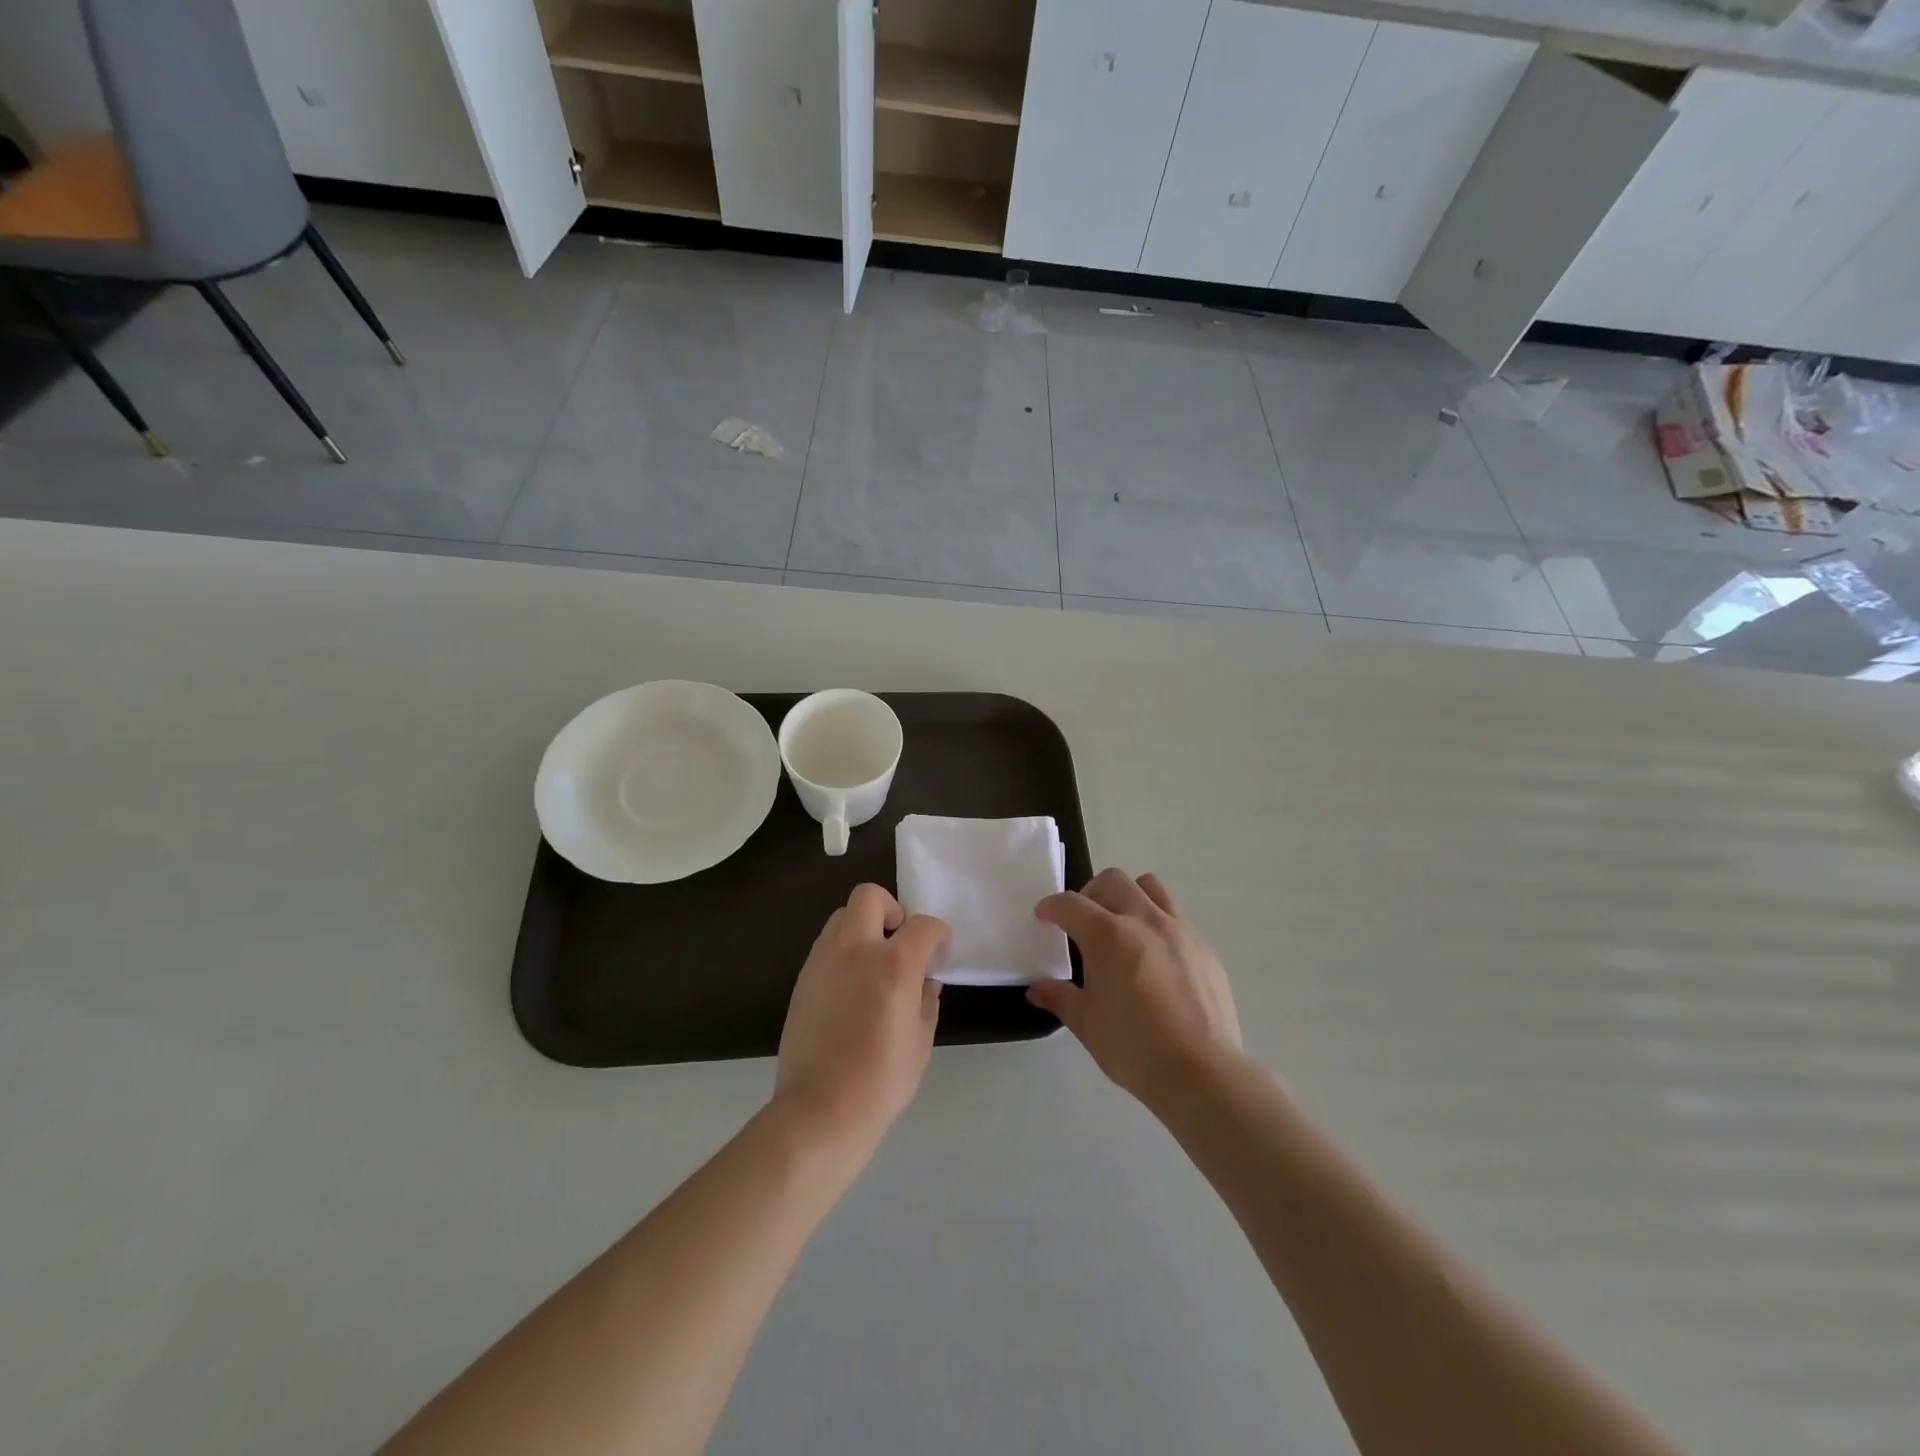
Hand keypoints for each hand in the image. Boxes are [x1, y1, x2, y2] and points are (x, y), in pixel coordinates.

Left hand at [774, 884, 948, 1151]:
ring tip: (873, 965)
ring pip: (842, 917)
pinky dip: (844, 952)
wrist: (820, 1109)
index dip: (938, 934)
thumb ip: (926, 999)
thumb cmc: (881, 1080)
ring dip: (863, 928)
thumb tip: (925, 980)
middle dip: (891, 910)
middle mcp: (855, 949)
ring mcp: (823, 960)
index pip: (923, 925)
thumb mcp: (921, 1040)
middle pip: (869, 896)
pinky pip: (826, 946)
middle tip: (899, 942)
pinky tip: (851, 988)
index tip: (940, 952)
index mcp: (894, 963)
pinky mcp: (802, 978)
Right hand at [1028, 869, 1241, 1110]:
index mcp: (1108, 935)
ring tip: (1122, 926)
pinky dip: (1157, 923)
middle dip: (1090, 893)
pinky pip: (1176, 917)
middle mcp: (1144, 920)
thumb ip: (1060, 998)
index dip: (1051, 907)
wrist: (1202, 1073)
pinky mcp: (1204, 947)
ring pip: (1150, 887)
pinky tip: (1155, 958)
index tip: (1043, 917)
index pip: (1071, 904)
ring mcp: (1179, 930)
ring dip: (1128, 896)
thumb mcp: (1087, 1024)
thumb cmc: (1134, 1047)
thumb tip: (1037, 990)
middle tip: (1082, 921)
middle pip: (1113, 881)